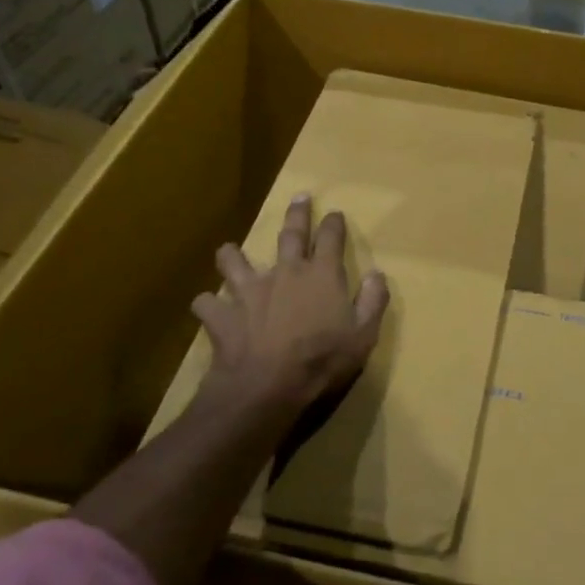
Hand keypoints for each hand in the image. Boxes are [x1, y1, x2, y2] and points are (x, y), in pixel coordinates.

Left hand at [193, 195, 388, 417]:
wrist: (267, 387)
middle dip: (297, 214)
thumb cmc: (322, 361)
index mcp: (321, 275)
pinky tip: (207, 307)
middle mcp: (285, 273)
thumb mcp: (363, 335)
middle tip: (299, 197)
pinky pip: (206, 303)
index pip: (330, 238)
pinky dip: (207, 304)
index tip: (335, 213)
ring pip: (235, 261)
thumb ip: (373, 301)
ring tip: (230, 251)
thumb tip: (377, 274)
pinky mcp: (223, 315)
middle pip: (290, 235)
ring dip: (232, 255)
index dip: (333, 223)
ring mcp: (249, 291)